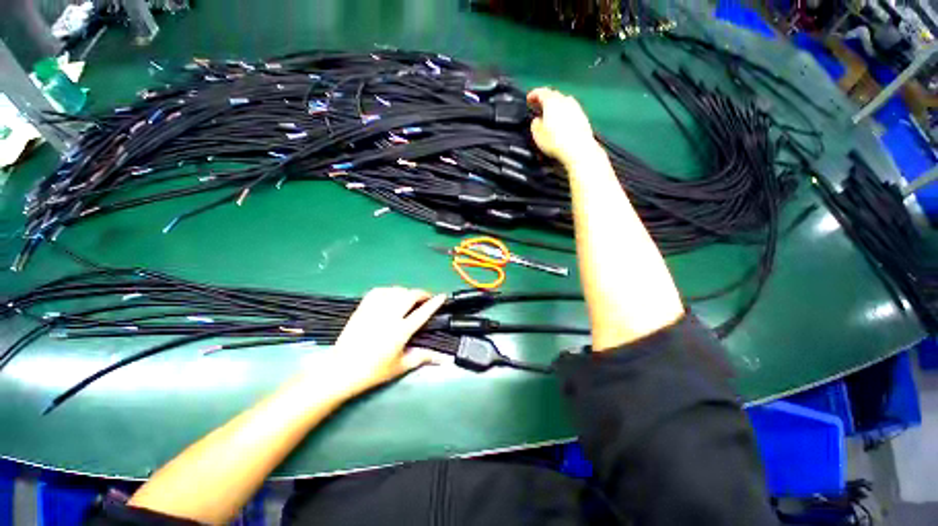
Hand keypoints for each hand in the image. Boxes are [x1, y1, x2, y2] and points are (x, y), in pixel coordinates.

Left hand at [328, 287, 445, 391]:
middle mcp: (388, 317)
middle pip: (409, 296)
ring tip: (409, 298)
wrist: (340, 370)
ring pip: (395, 291)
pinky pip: (379, 291)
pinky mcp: (362, 308)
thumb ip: (422, 358)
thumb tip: (444, 359)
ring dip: (406, 292)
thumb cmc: (372, 371)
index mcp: (400, 332)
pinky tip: (391, 296)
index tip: (442, 296)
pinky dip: (389, 290)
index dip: (434, 303)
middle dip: (421, 293)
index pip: (422, 313)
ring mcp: (374, 310)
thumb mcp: (400, 367)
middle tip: (426, 298)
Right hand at [527, 88, 599, 166]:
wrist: (578, 149)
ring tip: (550, 116)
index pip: (541, 92)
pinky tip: (561, 124)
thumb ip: (535, 124)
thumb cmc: (555, 141)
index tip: (529, 99)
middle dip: (545, 100)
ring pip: (563, 103)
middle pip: (553, 96)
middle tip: (538, 107)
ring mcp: (576, 107)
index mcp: (552, 101)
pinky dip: (564, 115)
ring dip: (556, 108)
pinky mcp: (583, 117)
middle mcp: (565, 100)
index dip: (533, 95)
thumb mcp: (537, 134)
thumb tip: (536, 120)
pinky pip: (570, 112)